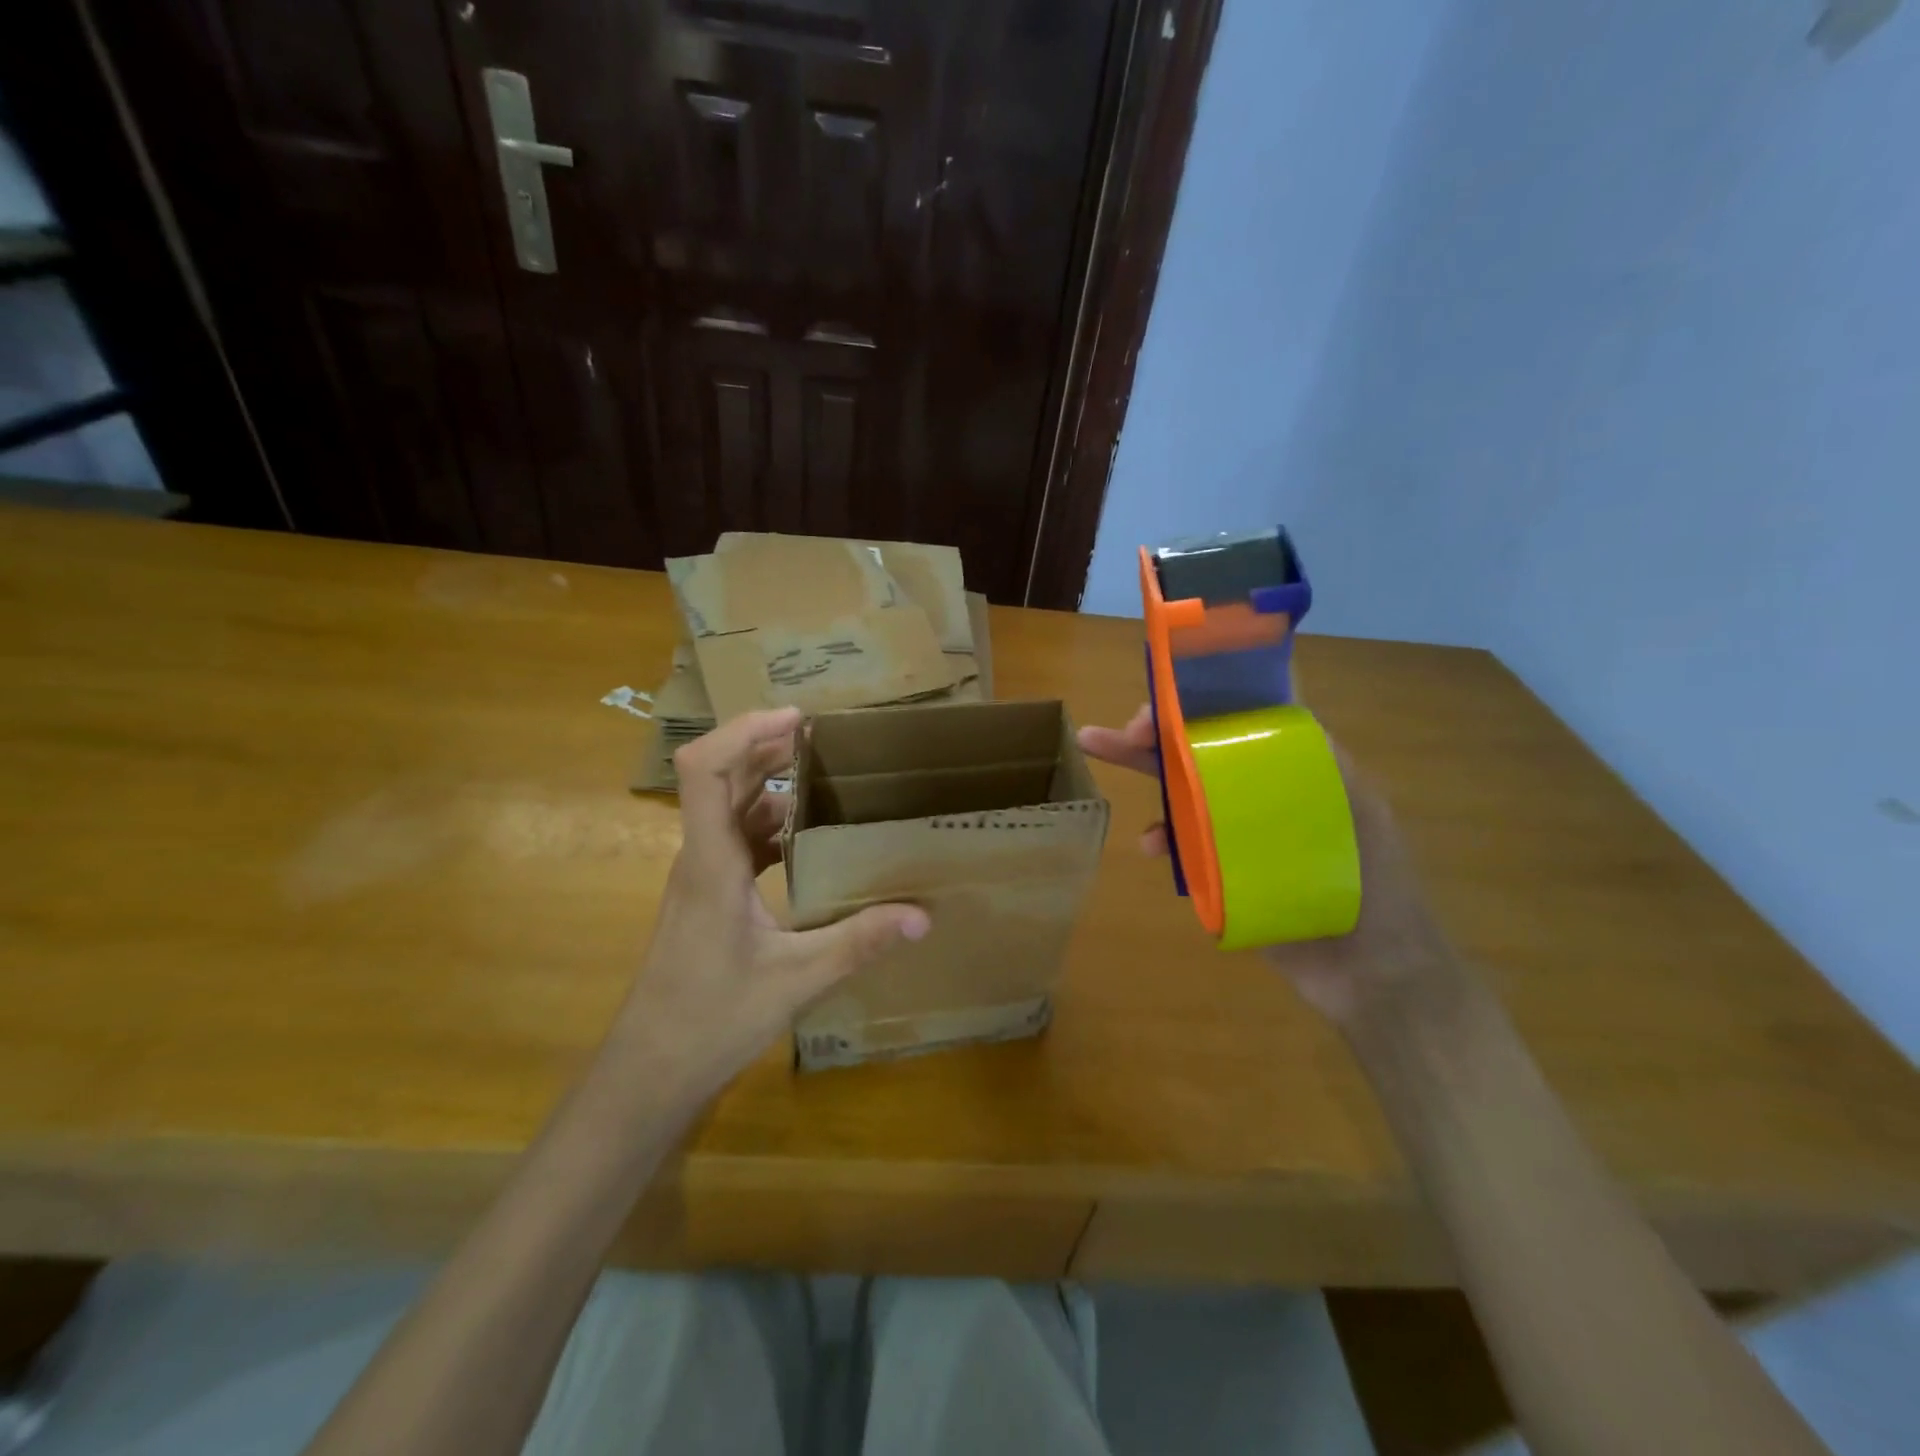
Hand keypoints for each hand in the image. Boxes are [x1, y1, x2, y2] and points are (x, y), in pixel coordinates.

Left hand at [619, 707, 929, 1101]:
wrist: (650, 1072)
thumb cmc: (711, 1020)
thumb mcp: (796, 980)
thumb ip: (858, 943)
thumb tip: (923, 916)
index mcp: (711, 863)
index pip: (705, 770)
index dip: (745, 731)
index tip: (798, 719)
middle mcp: (700, 858)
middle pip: (721, 777)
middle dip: (766, 746)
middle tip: (825, 738)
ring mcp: (700, 877)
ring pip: (729, 808)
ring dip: (768, 784)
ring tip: (825, 777)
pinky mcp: (707, 897)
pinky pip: (736, 840)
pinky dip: (769, 825)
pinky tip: (807, 838)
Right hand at [1078, 705, 1452, 1025]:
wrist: (1370, 973)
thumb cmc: (1373, 885)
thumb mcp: (1360, 809)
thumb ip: (1323, 760)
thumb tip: (1281, 704)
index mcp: (1292, 771)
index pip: (1241, 722)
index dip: (1205, 704)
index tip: (1172, 700)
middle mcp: (1259, 794)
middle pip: (1202, 751)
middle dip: (1159, 733)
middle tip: (1120, 729)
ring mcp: (1237, 832)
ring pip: (1183, 792)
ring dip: (1144, 770)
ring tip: (1100, 750)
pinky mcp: (1220, 870)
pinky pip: (1181, 844)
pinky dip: (1159, 836)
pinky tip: (1150, 845)